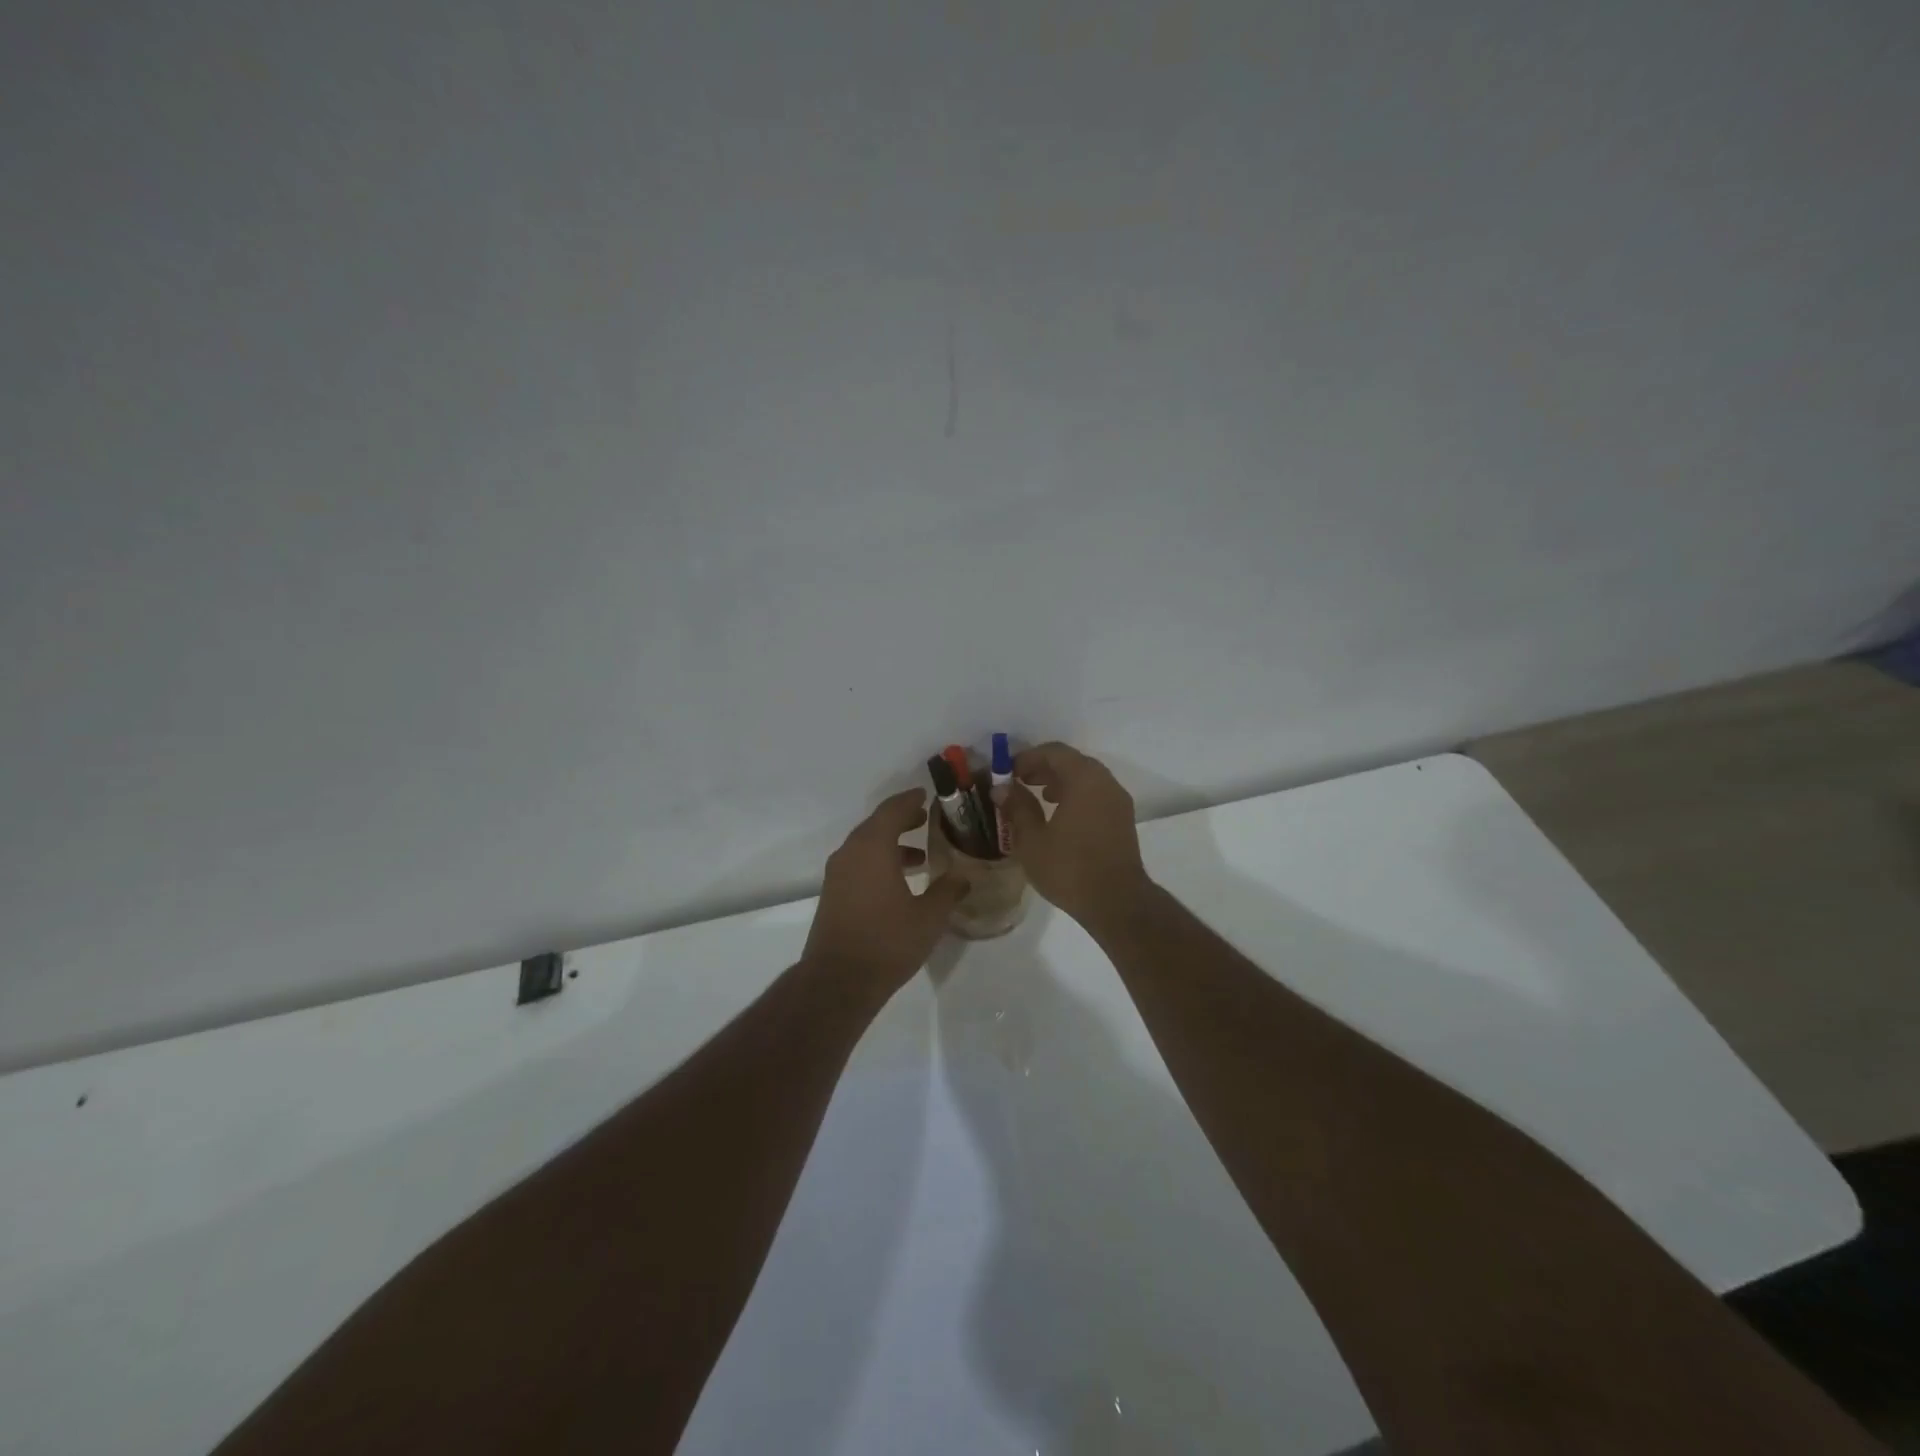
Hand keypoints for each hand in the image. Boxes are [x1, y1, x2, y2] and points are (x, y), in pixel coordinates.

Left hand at [802, 789, 968, 997]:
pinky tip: (900, 882)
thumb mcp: (929, 917)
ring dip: (891, 844)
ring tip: (920, 856)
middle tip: (926, 819)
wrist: (838, 981)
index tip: (926, 794)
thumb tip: (963, 877)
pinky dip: (879, 862)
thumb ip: (948, 891)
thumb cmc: (887, 942)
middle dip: (901, 820)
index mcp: (872, 848)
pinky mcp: (833, 894)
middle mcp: (850, 853)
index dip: (910, 800)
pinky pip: (858, 864)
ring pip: (866, 846)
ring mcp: (837, 874)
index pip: (892, 810)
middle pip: (876, 825)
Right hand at [1001, 742, 1150, 929]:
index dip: (1027, 757)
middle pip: (1072, 761)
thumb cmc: (1070, 868)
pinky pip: (1096, 794)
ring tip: (1039, 797)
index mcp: (1084, 779)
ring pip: (1086, 778)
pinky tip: (1060, 816)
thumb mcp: (1032, 840)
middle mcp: (1105, 782)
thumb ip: (1017, 808)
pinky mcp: (1123, 819)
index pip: (1054, 752)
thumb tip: (1001, 788)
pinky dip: (1076, 794)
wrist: (1117, 902)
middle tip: (1020, 781)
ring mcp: (1118, 801)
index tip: (1007, 772)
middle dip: (1044, 768)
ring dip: (1060, 781)